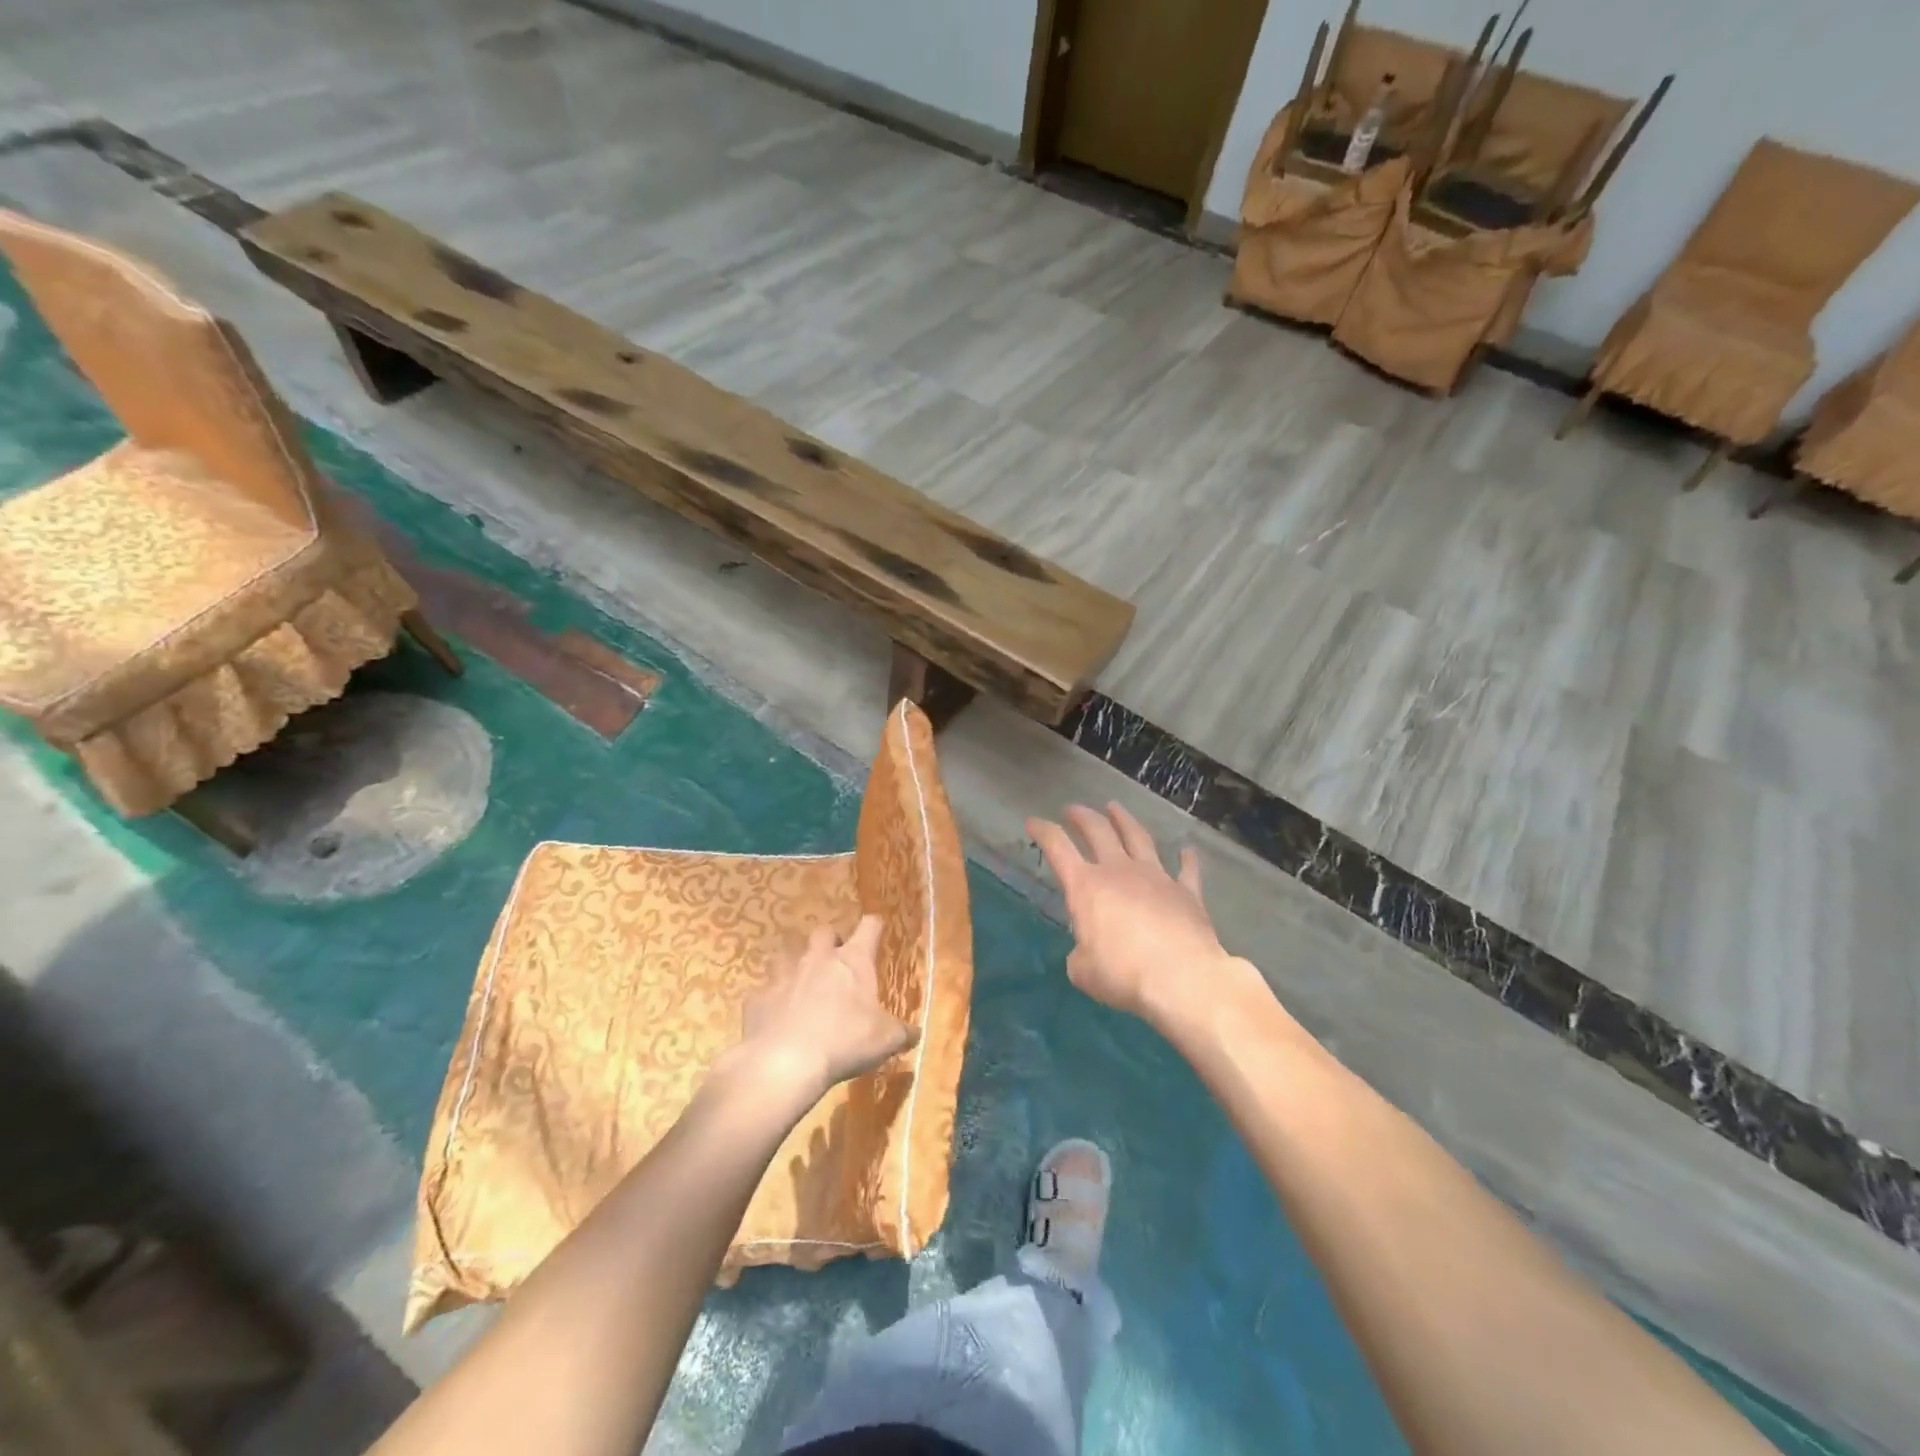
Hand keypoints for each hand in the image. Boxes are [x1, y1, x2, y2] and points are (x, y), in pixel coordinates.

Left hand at [734, 916, 918, 1100]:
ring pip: (787, 955)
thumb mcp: (885, 1040)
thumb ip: (902, 1033)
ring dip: (796, 966)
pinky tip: (776, 1018)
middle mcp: (817, 959)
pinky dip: (772, 1001)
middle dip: (830, 941)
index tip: (876, 928)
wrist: (784, 1062)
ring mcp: (784, 976)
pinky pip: (765, 992)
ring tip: (802, 986)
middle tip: (836, 960)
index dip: (874, 925)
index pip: (869, 926)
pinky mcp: (758, 999)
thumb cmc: (844, 1042)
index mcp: (853, 961)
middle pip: (823, 931)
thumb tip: (916, 1033)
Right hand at [1027, 803, 1240, 1029]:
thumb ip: (1081, 954)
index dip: (1043, 831)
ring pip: (1138, 838)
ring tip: (1115, 808)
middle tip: (1073, 809)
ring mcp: (1156, 877)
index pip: (1058, 848)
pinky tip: (1186, 850)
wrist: (1182, 977)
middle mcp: (1119, 871)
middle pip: (1098, 831)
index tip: (1033, 822)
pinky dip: (1186, 859)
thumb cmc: (1123, 974)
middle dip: (1082, 816)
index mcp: (1086, 886)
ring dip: (1124, 820)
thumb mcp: (1083, 971)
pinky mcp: (1186, 892)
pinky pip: (1186, 870)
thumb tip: (1087, 951)